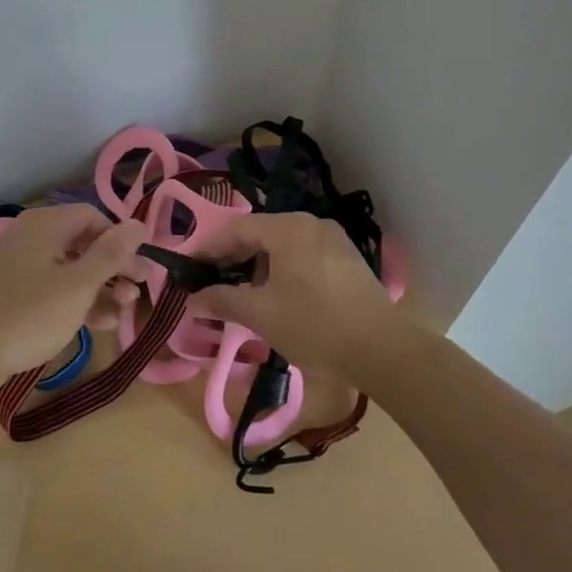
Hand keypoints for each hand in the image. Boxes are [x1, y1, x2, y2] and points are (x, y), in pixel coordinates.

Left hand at [0, 204, 148, 397]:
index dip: (121, 240)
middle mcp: (30, 237)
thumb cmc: (29, 315)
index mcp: (44, 225)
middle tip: (140, 289)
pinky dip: (77, 300)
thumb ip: (111, 254)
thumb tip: (139, 223)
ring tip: (125, 310)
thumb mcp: (78, 285)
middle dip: (114, 266)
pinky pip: (53, 287)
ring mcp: (19, 265)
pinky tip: (100, 323)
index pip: (93, 217)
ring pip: (70, 268)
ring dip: (100, 287)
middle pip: (83, 242)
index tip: (141, 268)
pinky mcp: (12, 292)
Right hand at [191, 213, 401, 374]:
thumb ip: (222, 300)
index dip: (209, 247)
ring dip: (259, 264)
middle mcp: (311, 223)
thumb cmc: (314, 325)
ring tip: (243, 291)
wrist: (381, 348)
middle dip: (234, 256)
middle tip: (212, 279)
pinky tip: (279, 294)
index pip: (237, 229)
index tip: (189, 267)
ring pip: (283, 244)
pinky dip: (283, 268)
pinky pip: (304, 254)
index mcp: (288, 228)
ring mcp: (334, 239)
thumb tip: (192, 300)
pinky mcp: (348, 258)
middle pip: (261, 233)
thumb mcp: (261, 314)